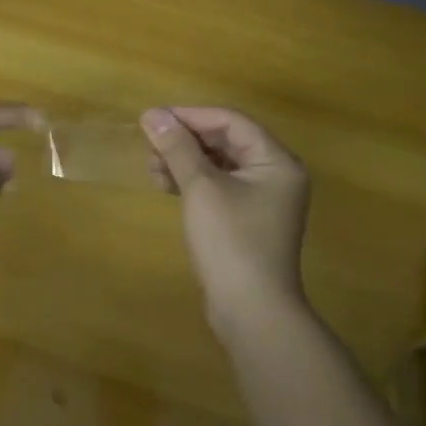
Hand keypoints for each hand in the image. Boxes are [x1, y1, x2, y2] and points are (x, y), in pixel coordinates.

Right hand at [142, 106, 311, 336]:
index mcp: (276, 161)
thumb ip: (177, 148)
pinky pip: (219, 188)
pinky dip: (193, 183)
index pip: (231, 121)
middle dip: (185, 141)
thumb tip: (153, 114)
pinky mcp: (247, 221)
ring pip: (220, 166)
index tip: (153, 120)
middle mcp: (275, 175)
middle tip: (149, 146)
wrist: (251, 310)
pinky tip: (166, 186)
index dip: (190, 116)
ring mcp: (263, 200)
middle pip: (226, 141)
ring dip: (185, 162)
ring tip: (152, 169)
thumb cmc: (230, 241)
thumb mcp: (201, 188)